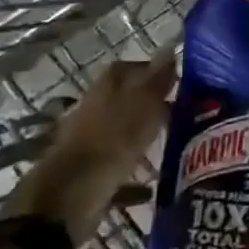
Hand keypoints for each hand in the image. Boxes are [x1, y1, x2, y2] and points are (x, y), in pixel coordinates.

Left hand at [3, 50, 176, 241]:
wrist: (67, 201)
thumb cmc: (109, 144)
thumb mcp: (142, 106)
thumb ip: (157, 79)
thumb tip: (170, 46)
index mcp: (104, 90)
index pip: (128, 68)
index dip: (152, 70)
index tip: (178, 80)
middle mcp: (92, 113)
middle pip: (124, 101)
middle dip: (150, 105)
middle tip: (181, 111)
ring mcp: (87, 146)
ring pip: (120, 135)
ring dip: (141, 138)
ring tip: (171, 144)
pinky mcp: (87, 178)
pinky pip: (116, 172)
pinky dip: (132, 177)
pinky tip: (152, 187)